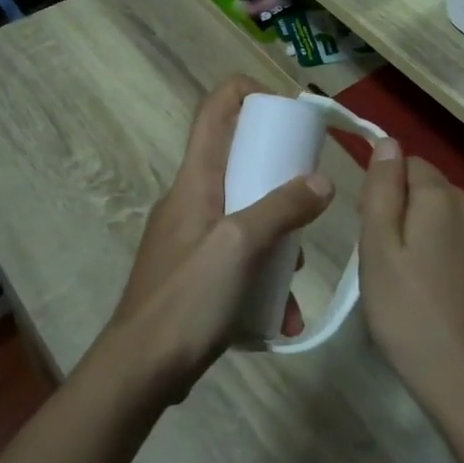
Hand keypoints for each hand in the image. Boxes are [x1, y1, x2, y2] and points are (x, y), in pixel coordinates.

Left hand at [103, 76, 333, 403]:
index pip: (214, 112)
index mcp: (195, 181)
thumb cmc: (187, 298)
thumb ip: (281, 208)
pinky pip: (238, 261)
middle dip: (280, 180)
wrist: (140, 370)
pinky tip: (282, 316)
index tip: (285, 105)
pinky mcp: (196, 275)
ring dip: (278, 242)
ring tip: (297, 277)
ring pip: (246, 218)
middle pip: (239, 165)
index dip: (246, 92)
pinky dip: (263, 279)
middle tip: (311, 199)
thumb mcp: (240, 245)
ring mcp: (192, 239)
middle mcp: (191, 201)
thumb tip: (322, 182)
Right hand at [357, 141, 463, 421]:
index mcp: (443, 199)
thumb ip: (382, 190)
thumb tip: (388, 142)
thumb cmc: (411, 317)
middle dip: (419, 219)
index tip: (378, 234)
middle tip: (399, 269)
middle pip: (441, 198)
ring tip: (433, 293)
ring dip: (450, 244)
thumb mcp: (377, 252)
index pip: (412, 167)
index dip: (389, 193)